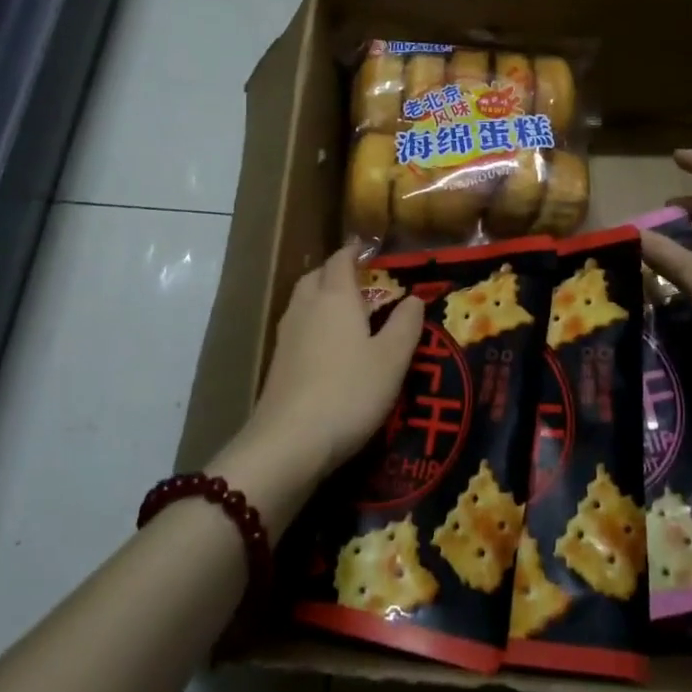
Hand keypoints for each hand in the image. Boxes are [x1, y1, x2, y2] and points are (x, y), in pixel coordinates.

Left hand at [209, 246, 423, 533]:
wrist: (289, 443)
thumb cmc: (349, 392)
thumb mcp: (392, 359)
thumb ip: (405, 324)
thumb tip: (414, 298)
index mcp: (335, 297)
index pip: (341, 260)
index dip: (354, 252)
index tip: (368, 248)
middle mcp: (306, 307)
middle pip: (316, 276)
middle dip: (335, 272)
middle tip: (360, 279)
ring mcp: (287, 336)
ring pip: (303, 301)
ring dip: (322, 297)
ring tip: (347, 312)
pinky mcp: (278, 364)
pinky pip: (298, 328)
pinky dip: (314, 324)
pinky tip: (328, 347)